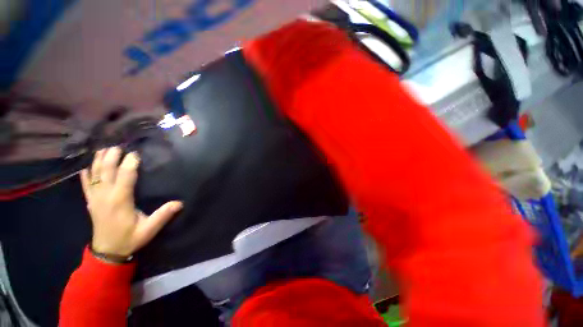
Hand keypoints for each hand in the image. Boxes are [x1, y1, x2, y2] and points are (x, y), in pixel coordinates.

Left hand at [80, 147, 182, 257]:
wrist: (107, 252)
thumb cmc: (130, 239)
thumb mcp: (149, 229)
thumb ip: (163, 215)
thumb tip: (180, 203)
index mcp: (120, 200)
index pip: (125, 176)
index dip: (130, 163)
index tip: (135, 153)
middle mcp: (106, 196)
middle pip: (106, 172)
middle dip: (111, 157)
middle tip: (117, 145)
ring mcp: (96, 199)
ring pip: (95, 176)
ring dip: (98, 162)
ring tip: (103, 149)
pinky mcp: (91, 203)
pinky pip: (85, 186)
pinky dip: (85, 176)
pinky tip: (85, 168)